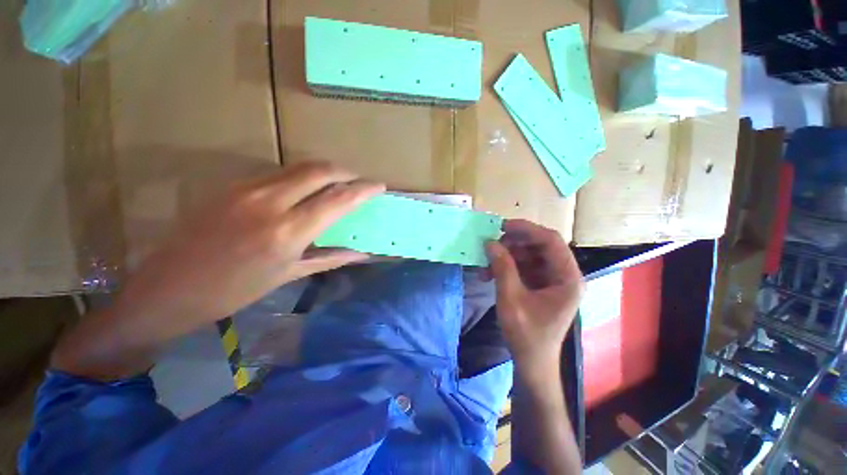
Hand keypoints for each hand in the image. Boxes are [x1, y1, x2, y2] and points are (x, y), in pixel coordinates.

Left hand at [115, 162, 384, 327]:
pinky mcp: (231, 185)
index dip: (363, 190)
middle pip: (319, 171)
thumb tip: (362, 253)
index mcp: (288, 232)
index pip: (338, 200)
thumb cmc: (234, 291)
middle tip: (357, 180)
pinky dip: (299, 176)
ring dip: (323, 171)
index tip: (379, 186)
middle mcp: (270, 203)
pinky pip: (276, 173)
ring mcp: (246, 189)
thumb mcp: (288, 275)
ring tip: (336, 182)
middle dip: (345, 171)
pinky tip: (303, 189)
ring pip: (297, 167)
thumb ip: (330, 258)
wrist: (168, 289)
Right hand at [485, 219, 584, 374]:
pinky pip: (523, 266)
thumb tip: (490, 243)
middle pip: (539, 245)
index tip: (502, 226)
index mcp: (568, 278)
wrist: (532, 361)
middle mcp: (564, 275)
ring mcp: (552, 279)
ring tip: (486, 263)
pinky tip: (489, 273)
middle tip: (491, 245)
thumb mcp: (511, 299)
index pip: (551, 241)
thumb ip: (502, 268)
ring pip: (529, 254)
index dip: (527, 229)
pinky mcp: (541, 284)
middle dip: (513, 243)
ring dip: (506, 255)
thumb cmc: (526, 334)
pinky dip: (506, 266)